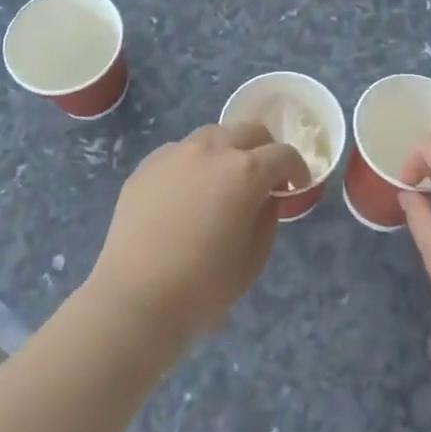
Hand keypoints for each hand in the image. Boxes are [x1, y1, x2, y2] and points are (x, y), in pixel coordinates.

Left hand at [87, 123, 309, 350]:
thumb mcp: (252, 260)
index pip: (282, 154)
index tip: (296, 186)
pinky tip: (188, 194)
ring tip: (224, 180)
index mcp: (245, 171)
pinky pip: (181, 153)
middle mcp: (213, 150)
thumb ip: (267, 219)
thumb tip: (265, 199)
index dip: (296, 168)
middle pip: (249, 131)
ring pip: (213, 135)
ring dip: (229, 150)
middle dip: (264, 150)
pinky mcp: (148, 165)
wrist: (134, 301)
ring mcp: (176, 153)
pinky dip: (195, 164)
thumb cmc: (202, 288)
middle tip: (265, 177)